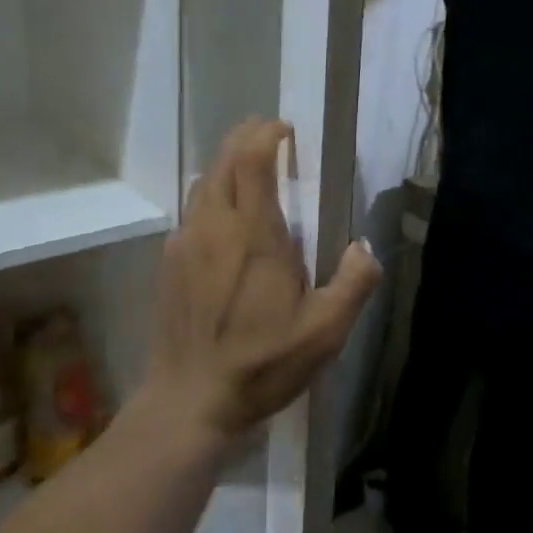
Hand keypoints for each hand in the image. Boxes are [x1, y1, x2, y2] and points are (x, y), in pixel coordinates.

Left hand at [144, 119, 382, 442]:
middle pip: (222, 162)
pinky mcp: (169, 265)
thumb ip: (354, 284)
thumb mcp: (325, 332)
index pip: (250, 161)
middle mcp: (213, 227)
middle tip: (267, 134)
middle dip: (244, 138)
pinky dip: (209, 197)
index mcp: (253, 235)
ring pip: (201, 185)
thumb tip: (364, 249)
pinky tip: (224, 222)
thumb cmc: (261, 364)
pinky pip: (190, 214)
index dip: (265, 134)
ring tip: (248, 170)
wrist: (189, 402)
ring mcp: (184, 245)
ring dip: (224, 166)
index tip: (284, 130)